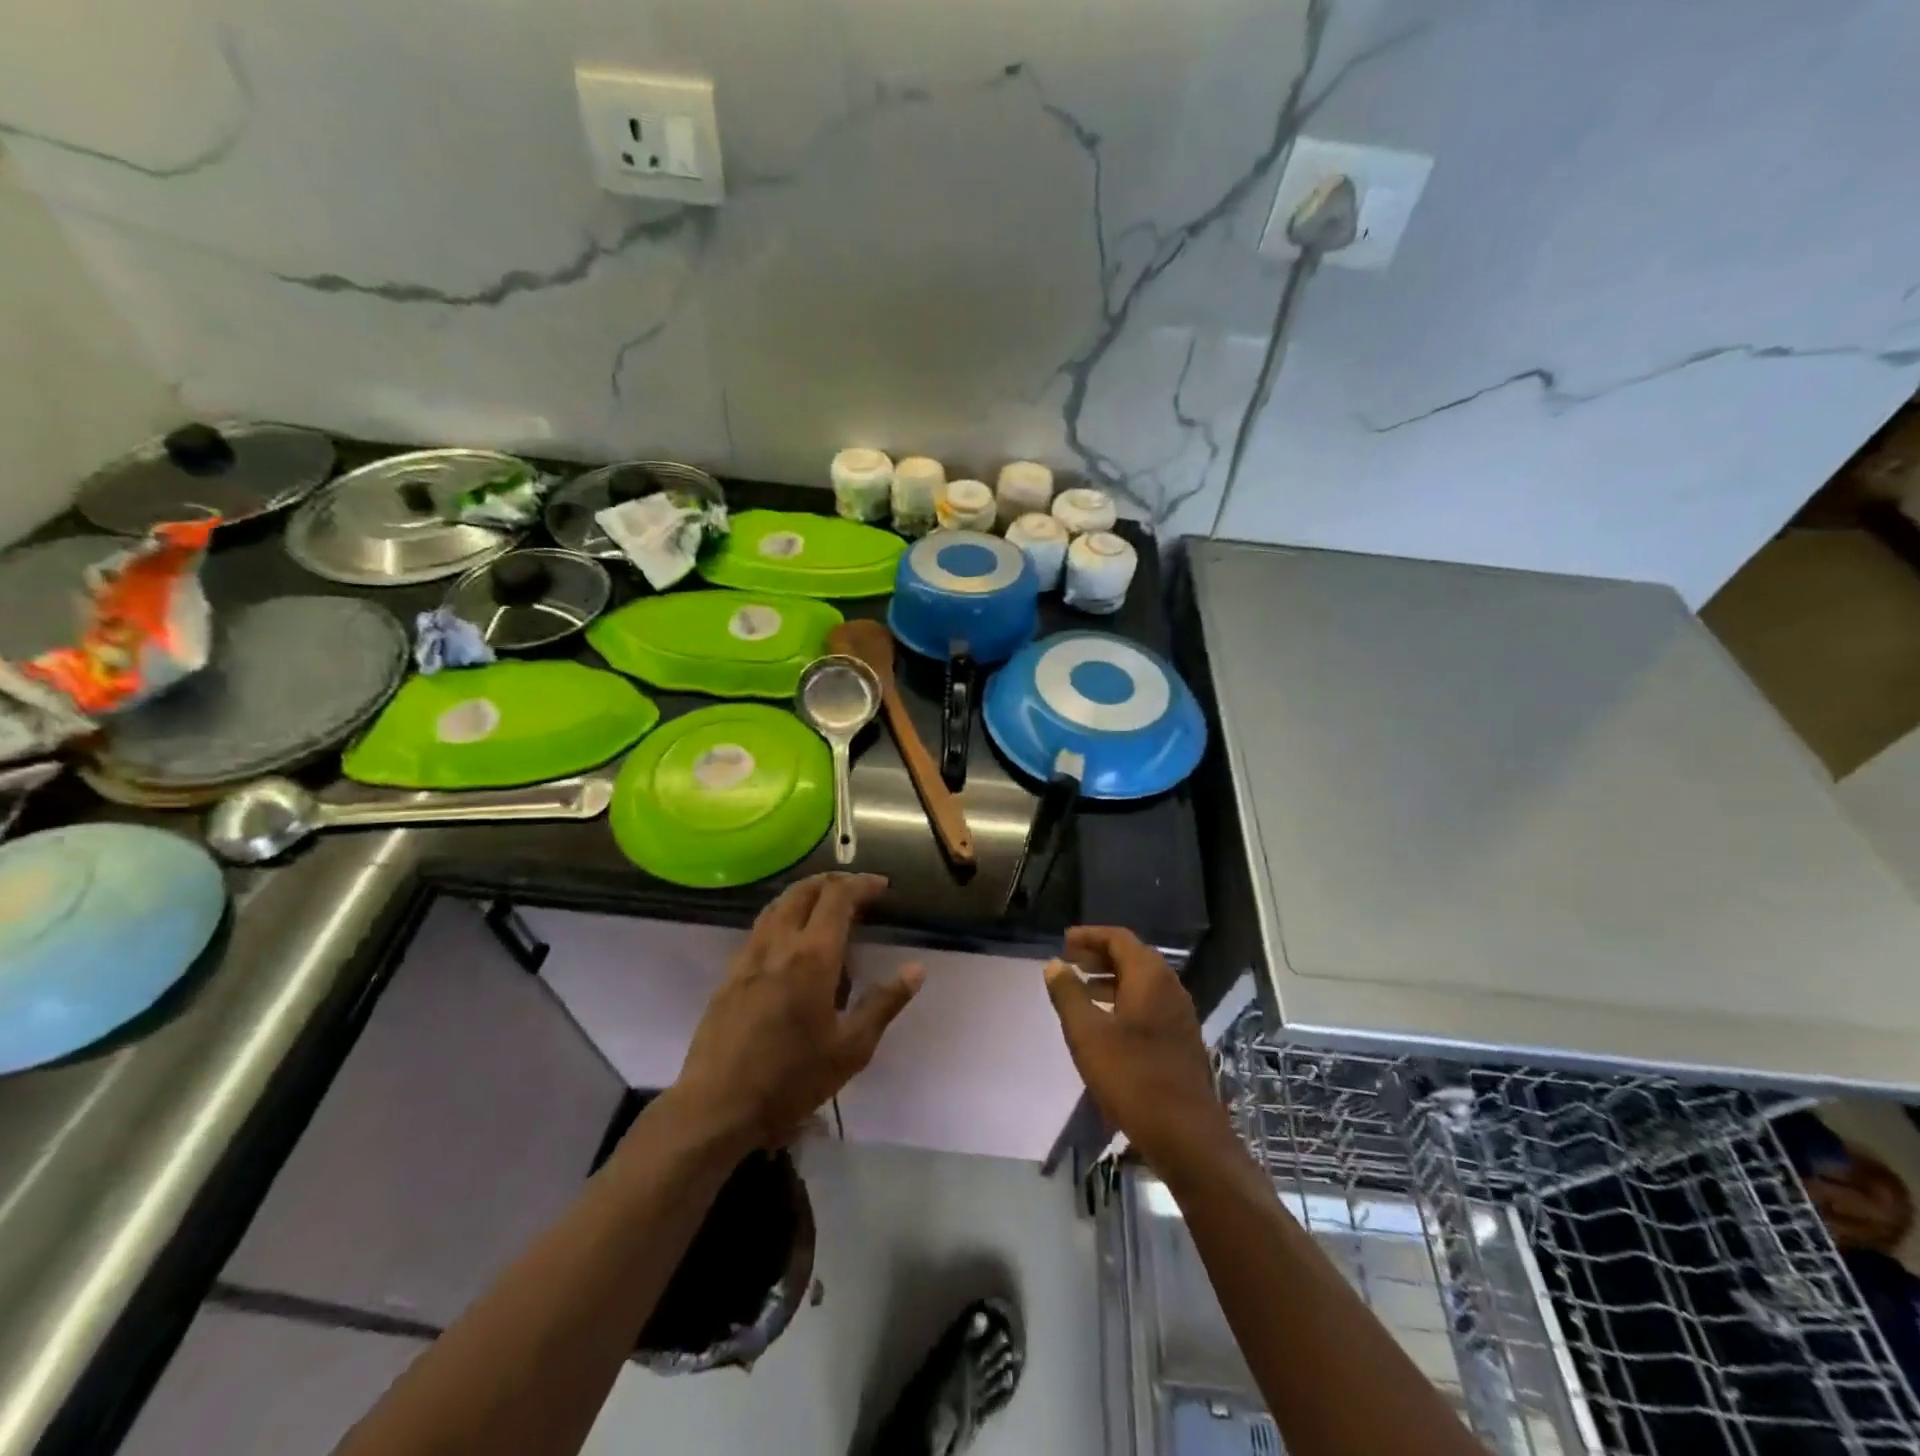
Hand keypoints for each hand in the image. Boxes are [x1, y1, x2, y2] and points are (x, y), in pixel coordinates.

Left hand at [674, 873, 921, 1149]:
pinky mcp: (730, 974)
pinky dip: (784, 915)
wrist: (717, 1106)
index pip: (838, 898)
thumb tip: (915, 969)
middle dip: (834, 882)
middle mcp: (778, 945)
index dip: (861, 884)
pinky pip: (761, 927)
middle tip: (857, 891)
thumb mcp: (851, 1049)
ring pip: (778, 905)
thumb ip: (883, 1003)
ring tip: (827, 906)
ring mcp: (749, 957)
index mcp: (812, 957)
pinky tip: (792, 941)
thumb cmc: (791, 1079)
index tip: (882, 887)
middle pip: (804, 891)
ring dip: (806, 894)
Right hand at [1044, 926, 1235, 1172]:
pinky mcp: (1182, 1038)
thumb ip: (1068, 995)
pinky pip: (1150, 1003)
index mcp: (1150, 977)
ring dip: (1111, 979)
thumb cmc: (1132, 1077)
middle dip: (1100, 955)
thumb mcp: (1087, 1034)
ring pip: (1142, 982)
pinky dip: (1125, 999)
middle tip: (1070, 962)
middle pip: (1133, 956)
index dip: (1090, 936)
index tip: (1064, 942)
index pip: (1119, 938)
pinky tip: (1106, 1023)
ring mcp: (1180, 1014)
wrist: (1186, 1134)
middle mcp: (1170, 987)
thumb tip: (1055, 965)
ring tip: (1082, 990)